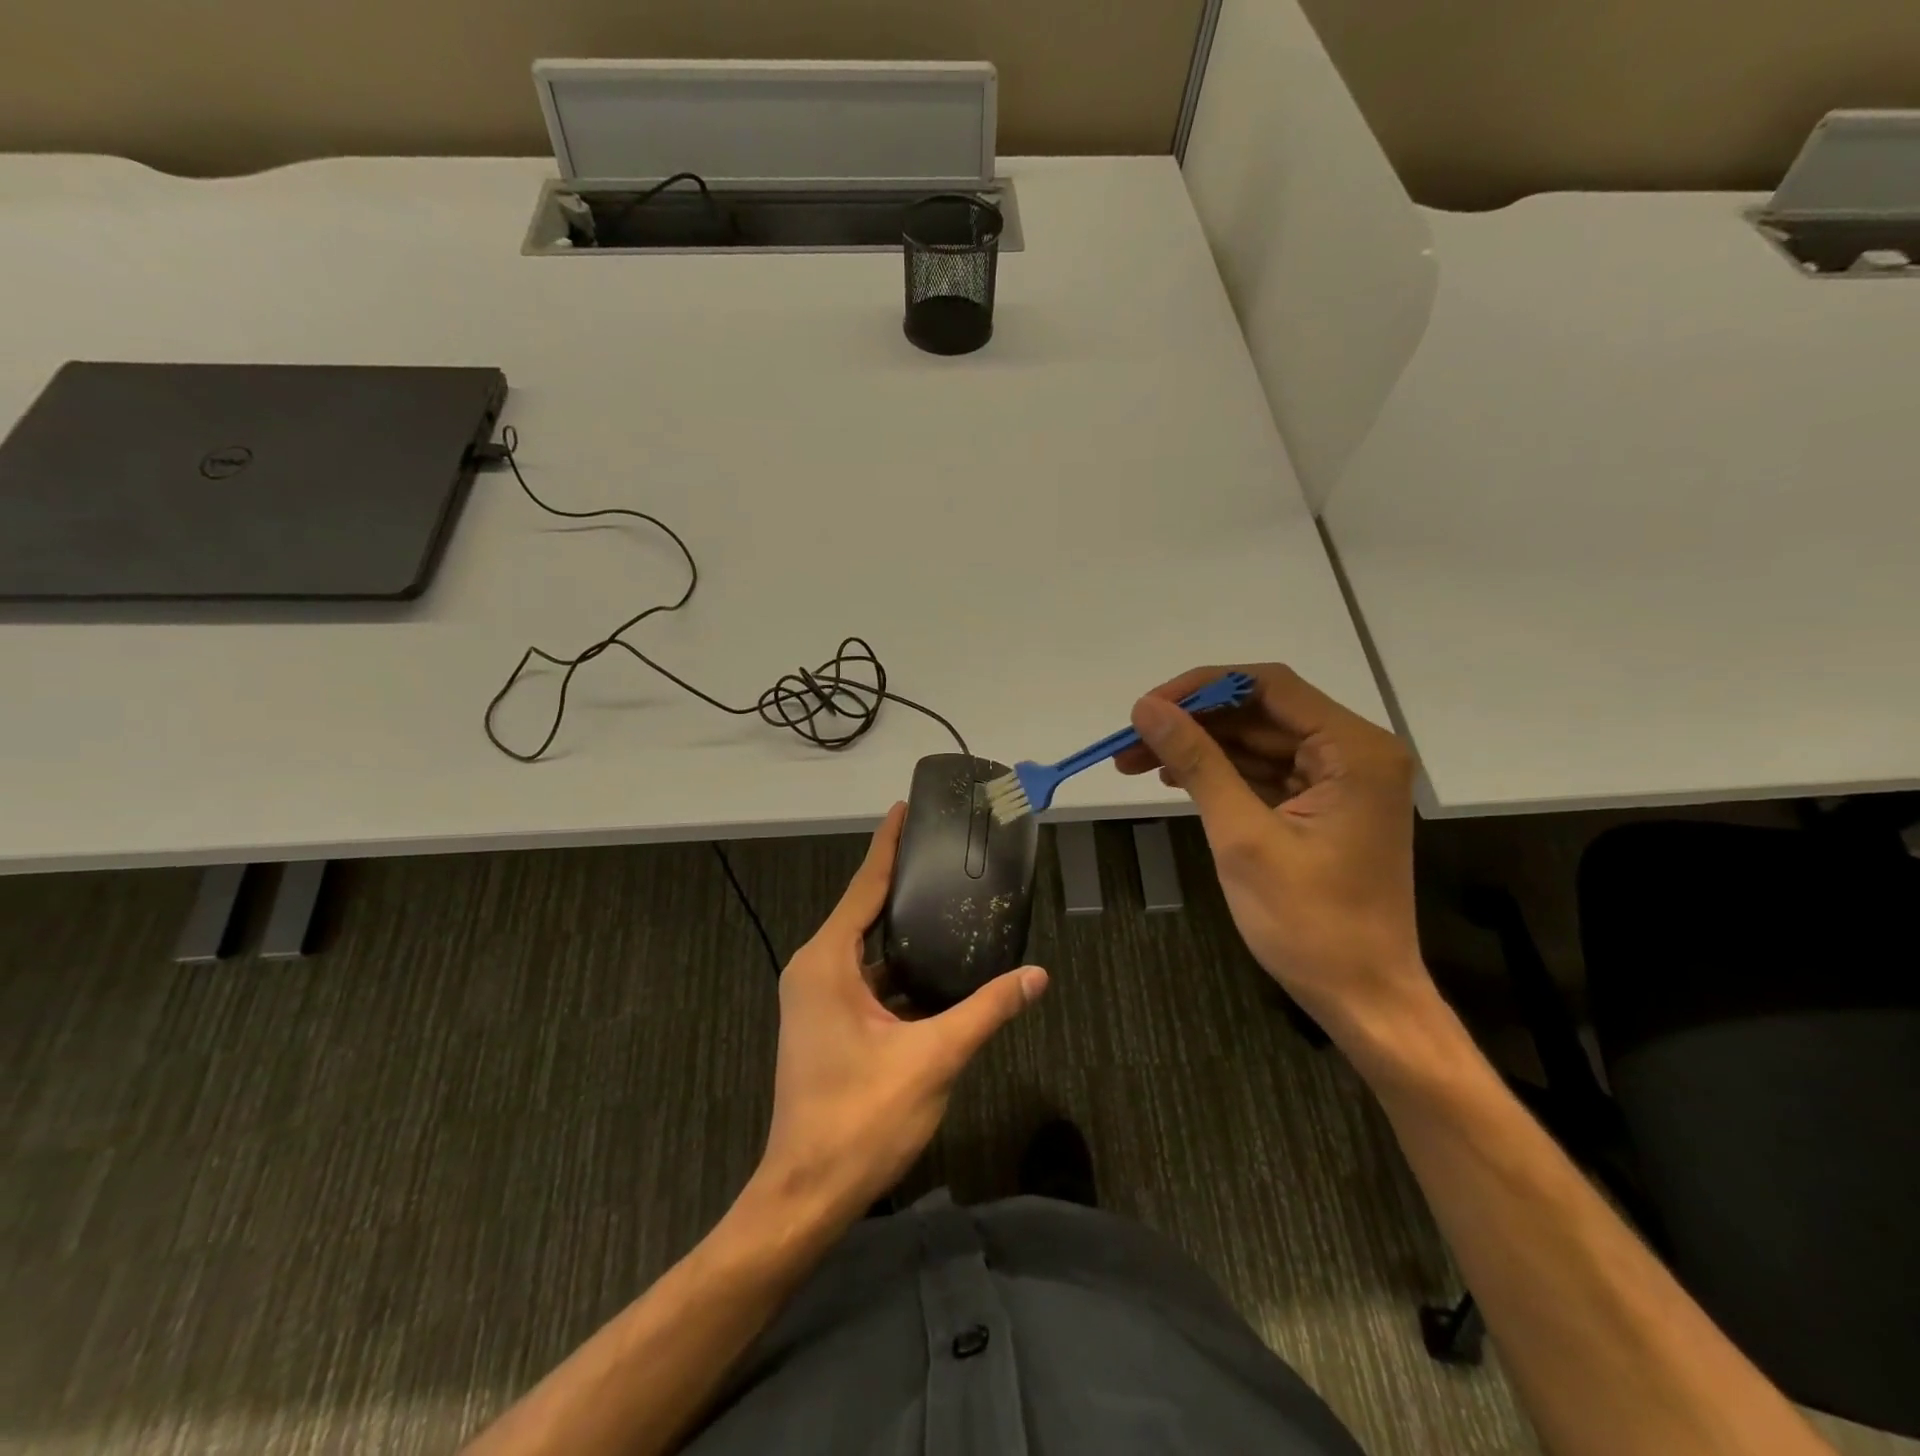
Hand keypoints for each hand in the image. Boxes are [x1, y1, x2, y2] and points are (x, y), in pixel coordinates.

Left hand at [753, 803, 1047, 1225]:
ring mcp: (816, 998)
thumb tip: (1037, 975)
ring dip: (900, 930)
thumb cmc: (861, 1118)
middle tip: (943, 852)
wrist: (806, 1194)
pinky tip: (934, 967)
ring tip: (946, 901)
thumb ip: (986, 1010)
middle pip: (863, 911)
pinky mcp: (825, 1023)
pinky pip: (863, 978)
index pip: (863, 886)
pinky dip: (895, 969)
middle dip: (899, 881)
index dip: (886, 845)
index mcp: (827, 961)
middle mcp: (814, 969)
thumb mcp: (933, 1058)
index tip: (904, 808)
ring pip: (865, 949)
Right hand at [1115, 664, 1430, 1057]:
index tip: (1146, 709)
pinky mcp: (1324, 806)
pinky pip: (1265, 772)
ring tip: (1136, 762)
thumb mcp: (1242, 836)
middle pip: (1261, 712)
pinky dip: (1221, 773)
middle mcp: (1355, 752)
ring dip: (1200, 748)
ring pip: (1258, 741)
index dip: (1201, 688)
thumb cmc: (1308, 922)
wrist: (1362, 998)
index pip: (1269, 686)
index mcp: (1354, 750)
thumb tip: (1146, 709)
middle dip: (1193, 722)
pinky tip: (1174, 778)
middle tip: (1130, 742)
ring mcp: (1341, 780)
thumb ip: (1197, 762)